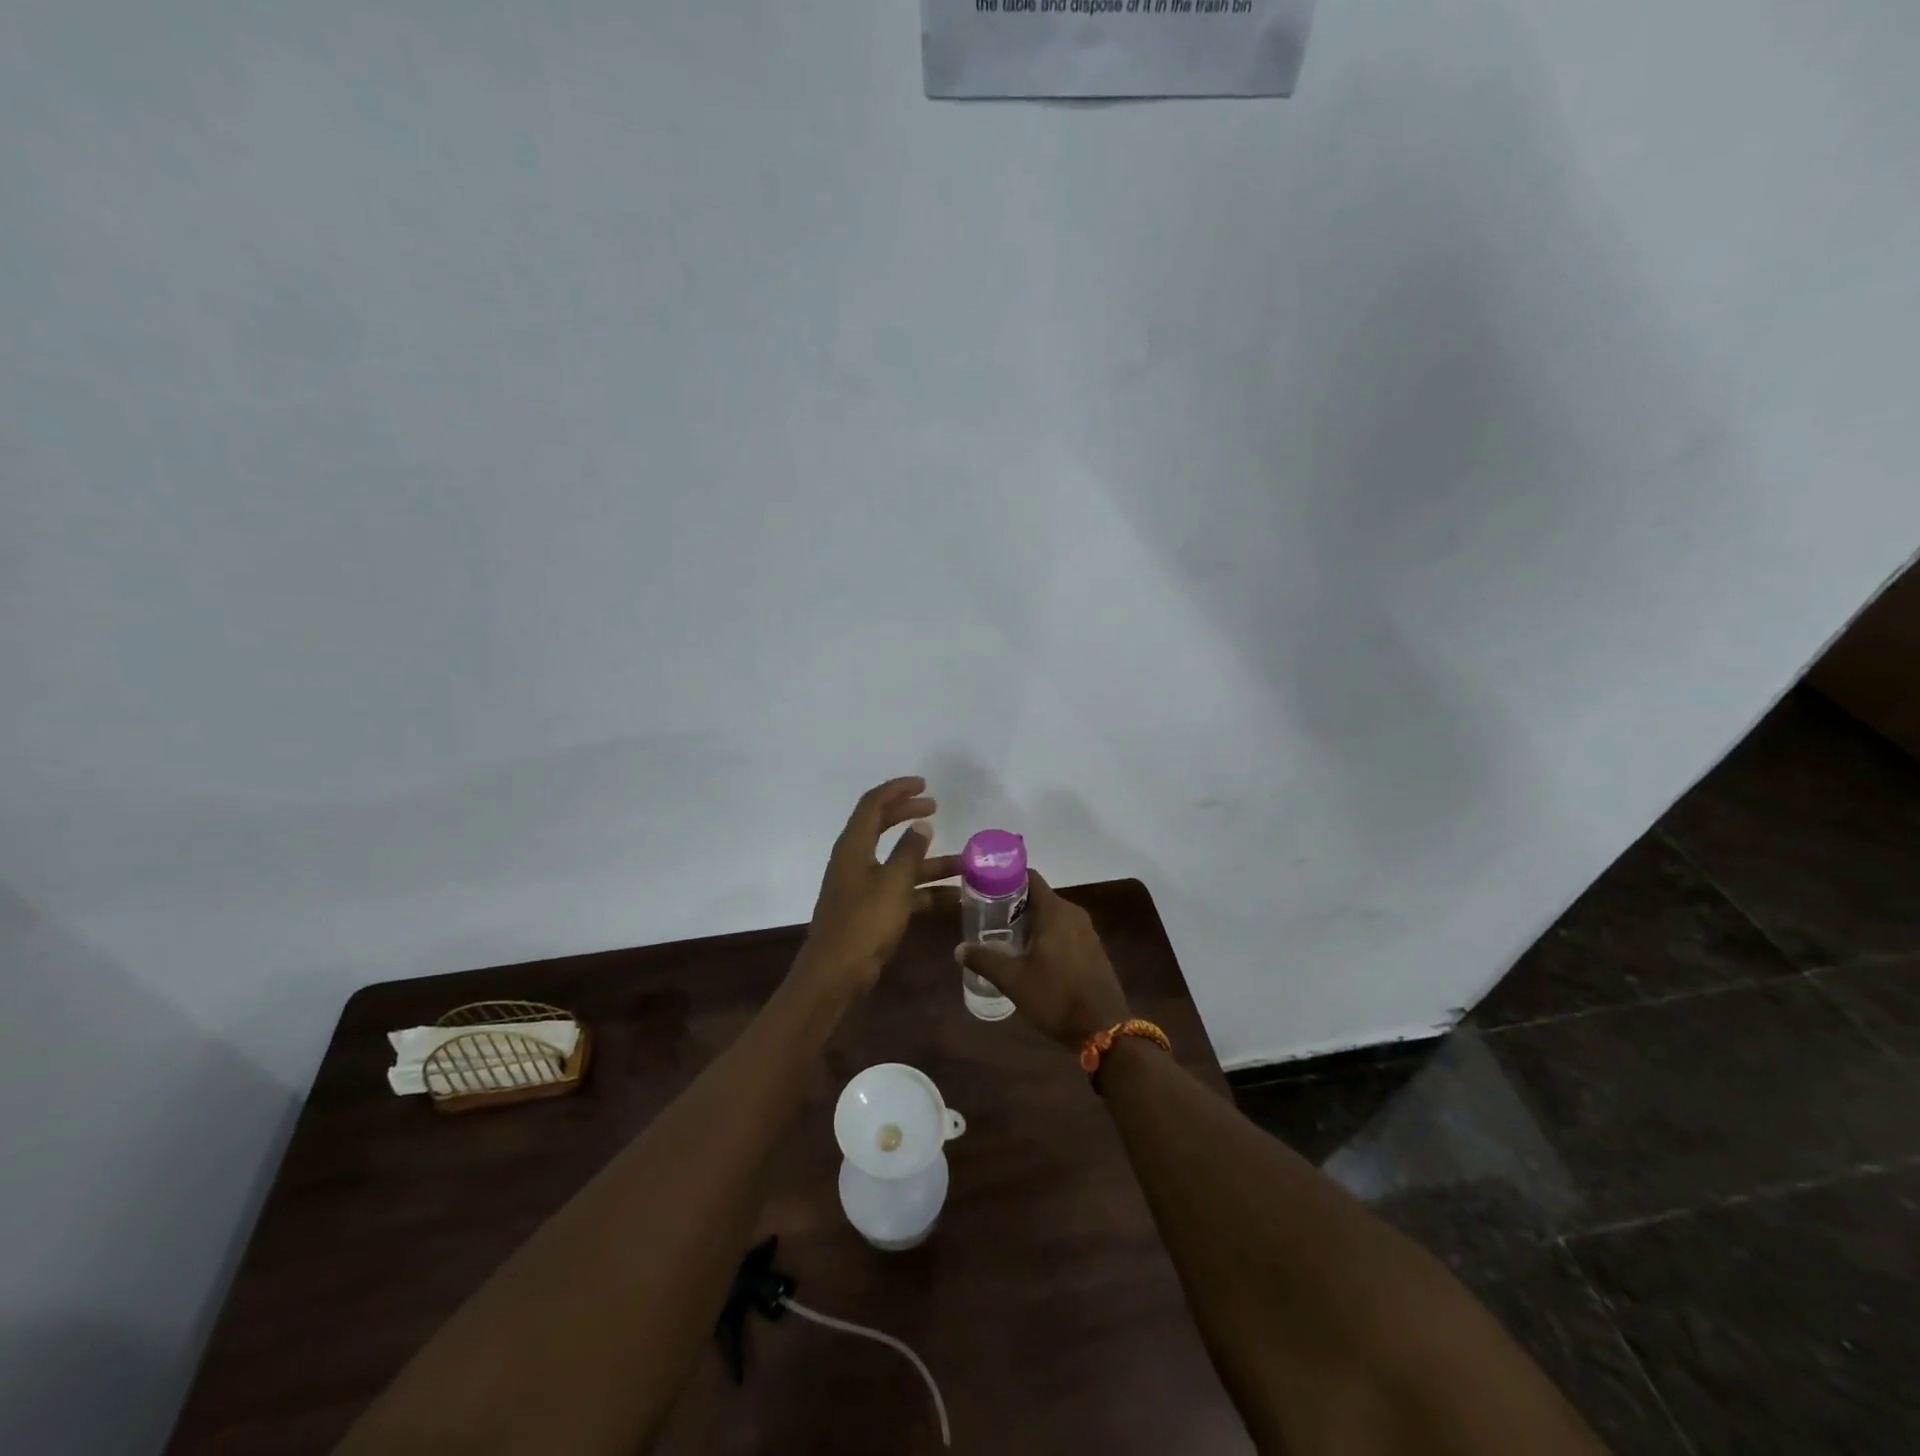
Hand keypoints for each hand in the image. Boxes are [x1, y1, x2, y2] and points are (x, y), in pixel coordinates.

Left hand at [800, 777, 959, 994]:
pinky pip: (901, 889)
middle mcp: (855, 859)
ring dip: (928, 859)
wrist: (835, 974)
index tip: (925, 785)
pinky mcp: (870, 909)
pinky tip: (954, 897)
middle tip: (936, 807)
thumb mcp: (893, 884)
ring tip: (964, 861)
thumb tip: (921, 825)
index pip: (873, 804)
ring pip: (898, 861)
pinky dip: (925, 889)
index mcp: (854, 846)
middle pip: (882, 826)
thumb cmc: (864, 923)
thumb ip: (910, 851)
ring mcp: (862, 885)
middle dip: (909, 814)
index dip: (897, 790)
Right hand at [954, 872, 1129, 1049]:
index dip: (1007, 879)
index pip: (1029, 878)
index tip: (986, 888)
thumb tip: (958, 949)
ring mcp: (1087, 931)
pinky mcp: (1093, 949)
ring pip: (1053, 915)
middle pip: (1039, 897)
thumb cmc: (1056, 996)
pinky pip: (1065, 931)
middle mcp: (1073, 913)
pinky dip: (1048, 935)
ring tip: (1006, 937)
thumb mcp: (1013, 980)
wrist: (1104, 1028)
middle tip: (989, 918)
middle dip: (1015, 905)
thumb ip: (984, 960)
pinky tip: (1032, 956)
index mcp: (1055, 911)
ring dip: (1031, 922)